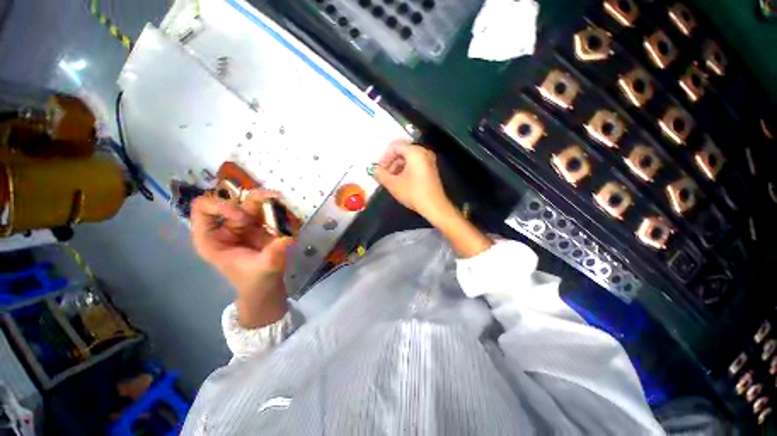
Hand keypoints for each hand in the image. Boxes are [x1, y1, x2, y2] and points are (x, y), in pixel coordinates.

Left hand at [191, 190, 293, 327]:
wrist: (267, 288)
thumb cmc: (258, 281)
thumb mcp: (265, 269)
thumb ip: (274, 254)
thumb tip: (288, 238)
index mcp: (212, 238)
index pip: (203, 208)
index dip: (222, 206)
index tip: (244, 218)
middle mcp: (224, 228)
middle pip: (232, 200)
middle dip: (252, 199)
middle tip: (273, 199)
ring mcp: (242, 226)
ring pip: (250, 202)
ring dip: (266, 198)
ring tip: (280, 198)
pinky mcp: (258, 226)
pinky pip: (264, 209)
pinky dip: (275, 206)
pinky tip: (285, 208)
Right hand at [373, 140, 453, 222]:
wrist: (435, 206)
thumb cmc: (414, 193)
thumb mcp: (394, 184)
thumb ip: (381, 175)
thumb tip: (373, 170)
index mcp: (415, 152)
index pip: (395, 146)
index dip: (384, 156)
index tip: (379, 169)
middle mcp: (423, 152)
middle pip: (402, 151)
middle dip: (390, 162)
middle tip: (384, 175)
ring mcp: (429, 160)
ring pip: (408, 158)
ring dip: (397, 166)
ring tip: (391, 180)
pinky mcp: (430, 169)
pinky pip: (415, 163)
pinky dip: (405, 169)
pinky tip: (401, 181)